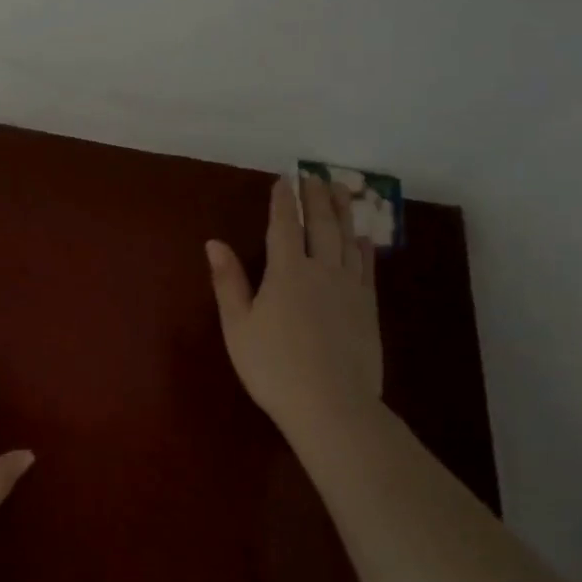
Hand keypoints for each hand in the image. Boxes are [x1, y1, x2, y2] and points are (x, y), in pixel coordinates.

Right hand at [206, 176, 385, 445]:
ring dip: (342, 212)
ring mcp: (349, 287)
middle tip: (315, 176)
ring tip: (340, 191)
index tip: (283, 179)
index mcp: (286, 272)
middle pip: (320, 225)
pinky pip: (366, 267)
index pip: (283, 226)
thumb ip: (228, 282)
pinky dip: (363, 247)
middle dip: (316, 197)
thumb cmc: (273, 367)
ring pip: (347, 239)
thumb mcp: (238, 326)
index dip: (282, 201)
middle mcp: (321, 270)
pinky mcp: (367, 307)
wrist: (331, 405)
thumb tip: (214, 243)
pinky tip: (362, 238)